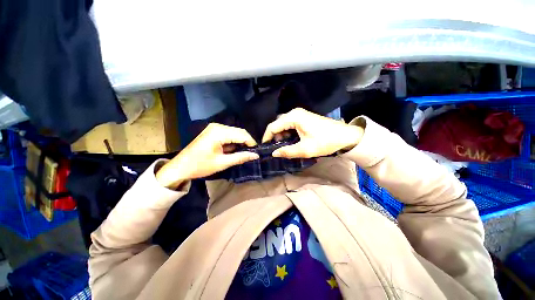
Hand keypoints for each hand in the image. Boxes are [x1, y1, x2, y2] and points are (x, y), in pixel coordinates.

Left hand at [156, 124, 258, 188]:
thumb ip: (240, 157)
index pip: (242, 134)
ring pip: (234, 133)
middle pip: (239, 132)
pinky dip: (233, 142)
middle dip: (247, 142)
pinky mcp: (213, 132)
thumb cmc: (200, 166)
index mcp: (219, 132)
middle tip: (251, 153)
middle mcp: (217, 127)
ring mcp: (214, 128)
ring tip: (244, 153)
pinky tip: (235, 150)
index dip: (251, 143)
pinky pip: (228, 135)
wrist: (180, 167)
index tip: (256, 152)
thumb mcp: (222, 163)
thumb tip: (255, 155)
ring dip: (240, 142)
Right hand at [262, 108, 363, 158]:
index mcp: (293, 117)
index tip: (265, 148)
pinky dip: (287, 133)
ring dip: (281, 135)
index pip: (273, 126)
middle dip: (275, 136)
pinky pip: (290, 124)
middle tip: (277, 148)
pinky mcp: (303, 118)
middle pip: (277, 124)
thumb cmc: (325, 141)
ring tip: (285, 146)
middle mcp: (294, 113)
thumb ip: (287, 151)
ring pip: (283, 124)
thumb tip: (274, 153)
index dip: (267, 137)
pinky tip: (291, 141)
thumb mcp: (305, 149)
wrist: (344, 136)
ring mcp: (299, 114)